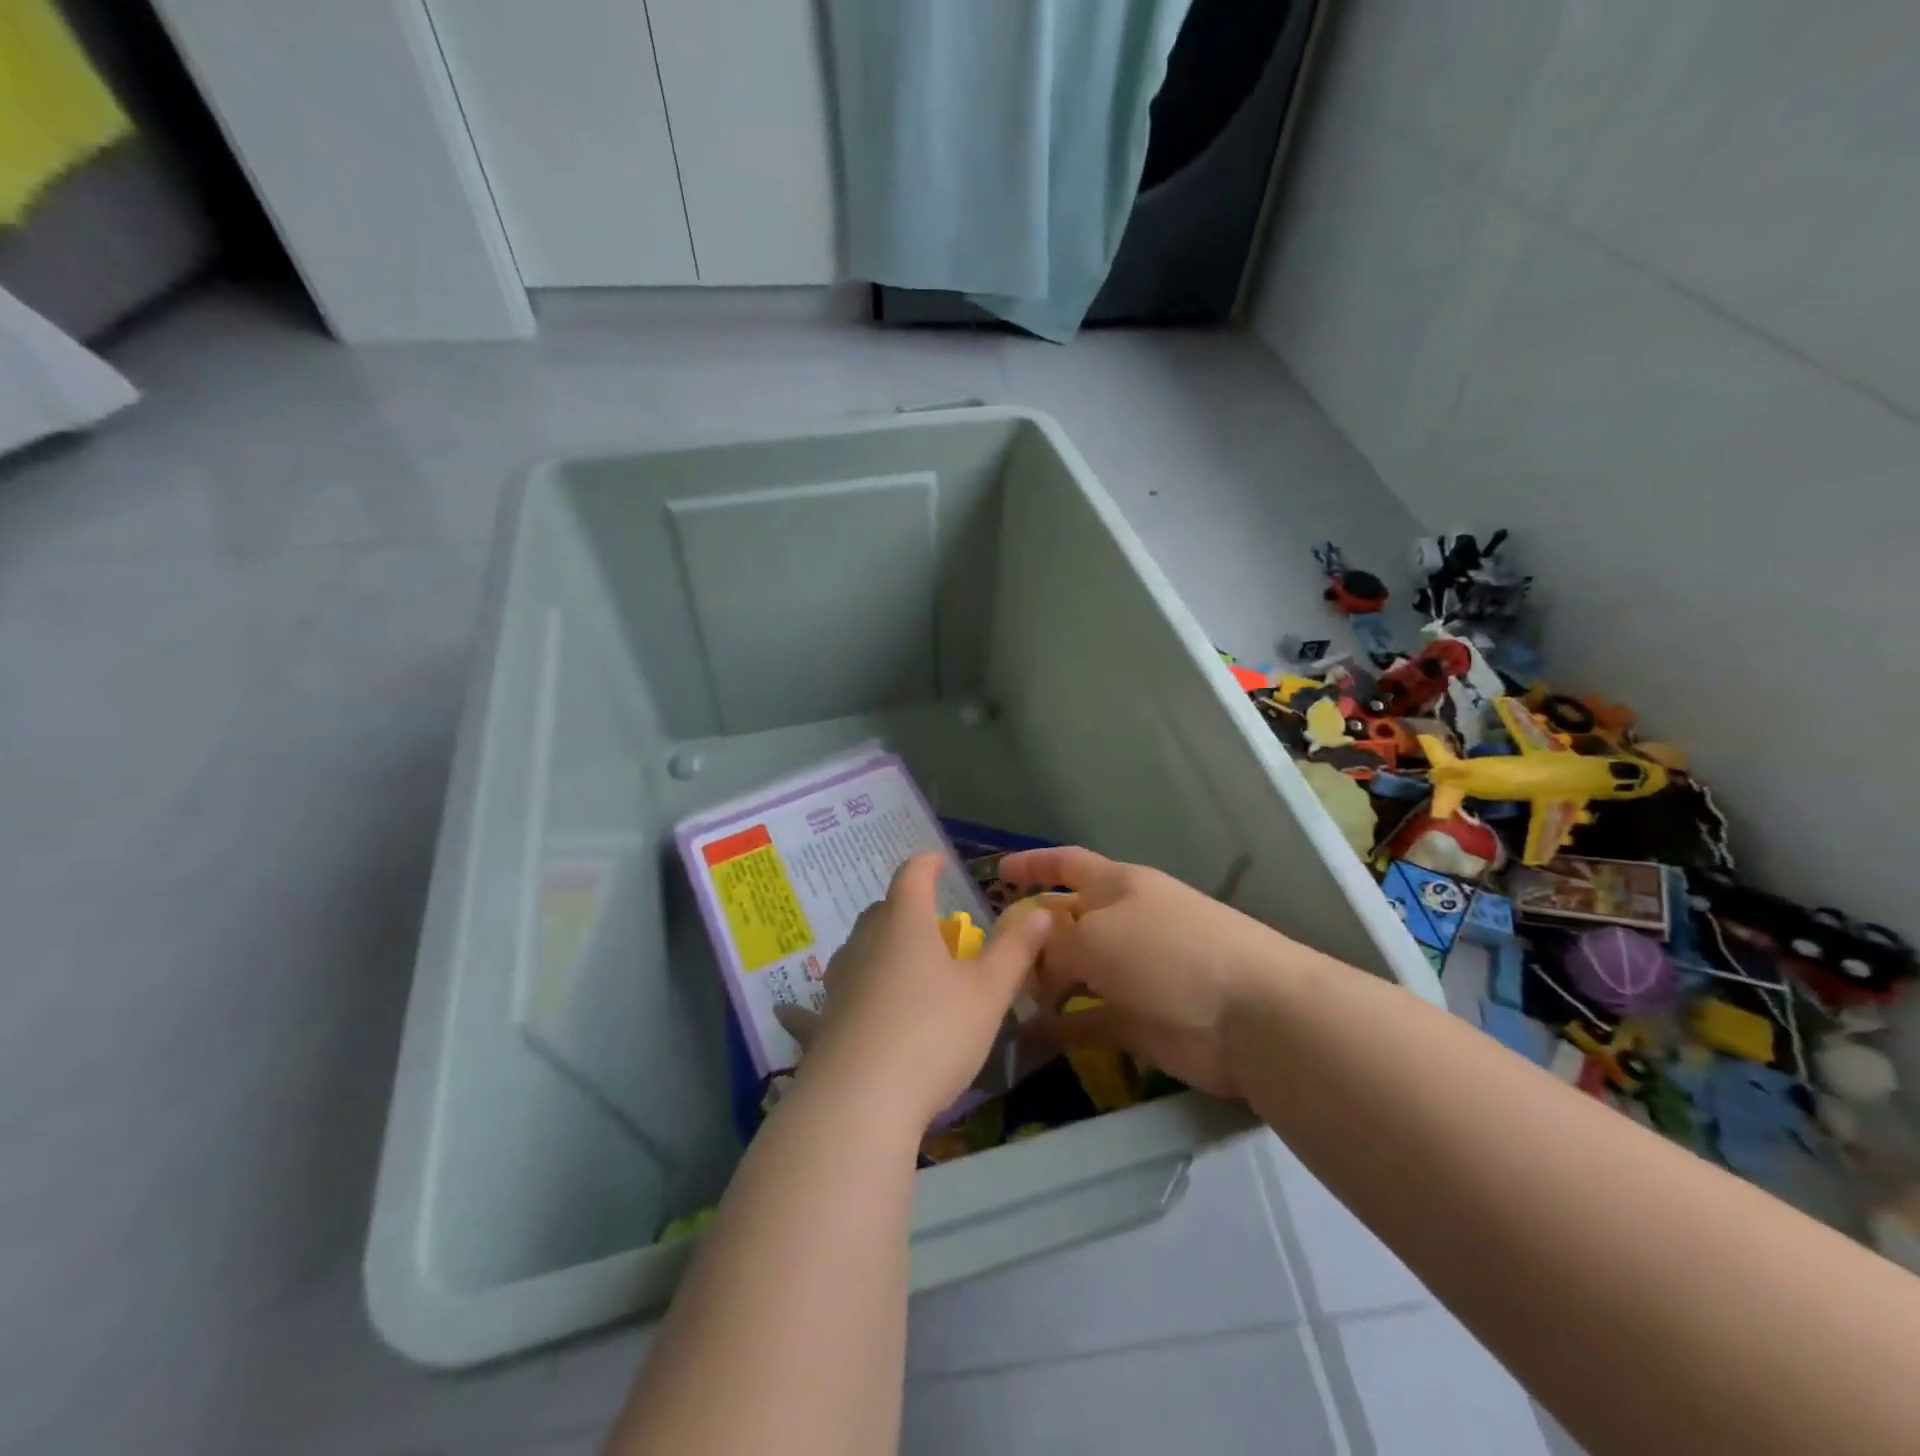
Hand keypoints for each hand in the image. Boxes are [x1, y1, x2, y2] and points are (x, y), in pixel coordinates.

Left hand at [794, 853, 1054, 1127]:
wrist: (860, 1102)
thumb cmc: (933, 1034)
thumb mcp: (988, 993)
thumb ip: (1015, 950)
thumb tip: (1040, 911)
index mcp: (905, 924)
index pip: (912, 876)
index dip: (926, 864)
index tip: (937, 861)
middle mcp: (865, 944)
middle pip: (882, 912)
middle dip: (905, 910)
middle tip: (931, 928)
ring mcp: (838, 983)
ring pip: (856, 951)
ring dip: (876, 950)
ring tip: (897, 967)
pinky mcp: (820, 1024)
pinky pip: (817, 1004)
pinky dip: (820, 1002)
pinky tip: (793, 1013)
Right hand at [997, 846, 1295, 1099]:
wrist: (1249, 1016)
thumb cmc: (1167, 953)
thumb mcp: (1096, 936)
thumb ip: (1054, 945)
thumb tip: (1033, 960)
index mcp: (1117, 886)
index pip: (1067, 864)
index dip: (1033, 864)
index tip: (997, 871)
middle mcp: (1122, 924)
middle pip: (1063, 923)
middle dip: (1028, 937)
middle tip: (986, 959)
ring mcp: (1131, 974)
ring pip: (1072, 974)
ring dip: (1039, 986)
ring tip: (1000, 1001)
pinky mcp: (1138, 1021)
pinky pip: (1088, 1020)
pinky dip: (1061, 1028)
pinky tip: (1029, 1038)